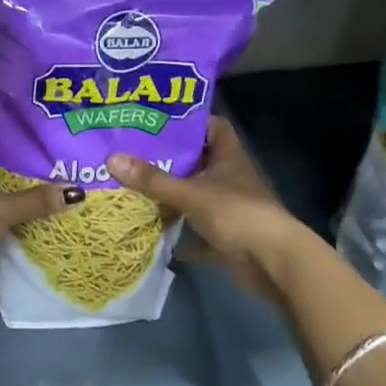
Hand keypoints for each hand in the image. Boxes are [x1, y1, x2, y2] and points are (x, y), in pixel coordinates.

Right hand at [106, 117, 310, 298]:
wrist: (274, 263)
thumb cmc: (236, 214)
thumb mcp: (190, 193)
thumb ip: (152, 179)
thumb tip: (112, 159)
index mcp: (229, 156)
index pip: (212, 126)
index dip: (188, 122)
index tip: (158, 122)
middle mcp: (232, 177)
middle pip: (201, 161)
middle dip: (172, 160)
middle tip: (136, 154)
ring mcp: (233, 207)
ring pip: (200, 195)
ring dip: (176, 196)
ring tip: (139, 188)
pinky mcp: (231, 236)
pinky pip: (202, 231)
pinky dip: (184, 235)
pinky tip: (159, 234)